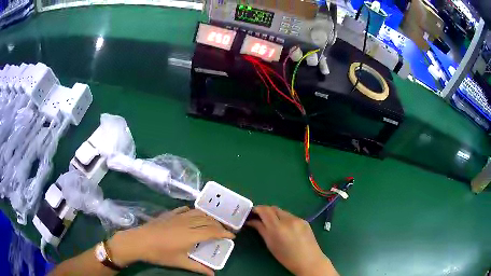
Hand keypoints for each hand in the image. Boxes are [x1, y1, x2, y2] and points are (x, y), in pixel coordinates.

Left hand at [108, 206, 234, 275]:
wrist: (140, 241)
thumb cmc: (160, 253)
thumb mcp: (180, 262)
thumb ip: (198, 267)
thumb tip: (213, 274)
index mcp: (191, 235)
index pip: (212, 232)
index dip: (224, 233)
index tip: (232, 236)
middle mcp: (187, 223)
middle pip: (207, 220)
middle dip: (218, 225)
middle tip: (225, 230)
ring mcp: (177, 216)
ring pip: (197, 213)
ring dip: (208, 217)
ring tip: (212, 222)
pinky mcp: (169, 214)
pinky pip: (185, 209)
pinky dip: (193, 211)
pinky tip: (193, 214)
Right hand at [246, 206, 337, 275]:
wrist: (309, 260)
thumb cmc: (286, 257)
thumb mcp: (270, 244)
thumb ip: (261, 229)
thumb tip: (252, 221)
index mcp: (278, 227)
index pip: (265, 210)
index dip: (257, 209)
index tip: (252, 213)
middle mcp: (288, 219)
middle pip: (273, 208)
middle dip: (265, 211)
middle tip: (260, 218)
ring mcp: (298, 219)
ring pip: (282, 212)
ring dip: (275, 215)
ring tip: (272, 224)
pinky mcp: (304, 220)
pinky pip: (291, 216)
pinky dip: (284, 219)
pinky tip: (285, 228)